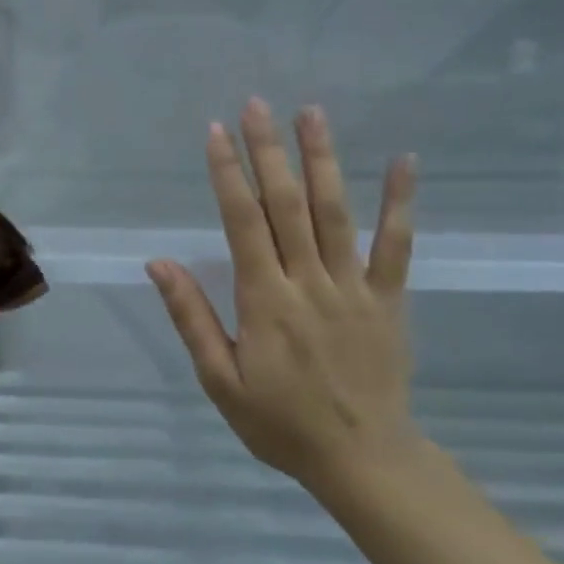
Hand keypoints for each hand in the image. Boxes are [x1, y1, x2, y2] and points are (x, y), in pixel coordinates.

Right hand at [146, 98, 420, 495]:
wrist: (362, 459)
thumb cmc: (280, 424)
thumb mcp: (220, 380)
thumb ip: (192, 318)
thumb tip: (160, 263)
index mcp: (265, 301)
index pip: (243, 223)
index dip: (228, 174)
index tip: (216, 132)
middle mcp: (309, 282)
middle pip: (287, 205)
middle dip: (270, 151)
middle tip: (258, 104)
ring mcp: (355, 287)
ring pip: (336, 213)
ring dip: (323, 160)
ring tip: (312, 113)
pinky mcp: (389, 299)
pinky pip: (397, 246)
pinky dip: (400, 203)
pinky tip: (404, 161)